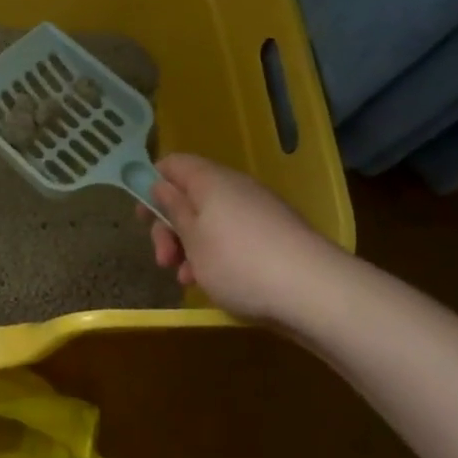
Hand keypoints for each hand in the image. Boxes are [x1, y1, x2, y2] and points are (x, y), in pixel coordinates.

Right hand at [141, 154, 342, 321]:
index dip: (151, 184)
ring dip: (190, 248)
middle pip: (189, 196)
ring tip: (187, 280)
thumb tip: (161, 184)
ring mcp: (258, 213)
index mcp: (210, 180)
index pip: (172, 164)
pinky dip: (216, 257)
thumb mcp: (192, 238)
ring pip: (209, 222)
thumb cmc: (238, 262)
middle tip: (163, 259)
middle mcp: (235, 188)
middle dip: (169, 227)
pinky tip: (212, 284)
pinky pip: (232, 238)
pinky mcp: (274, 238)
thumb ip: (172, 209)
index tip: (142, 216)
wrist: (315, 293)